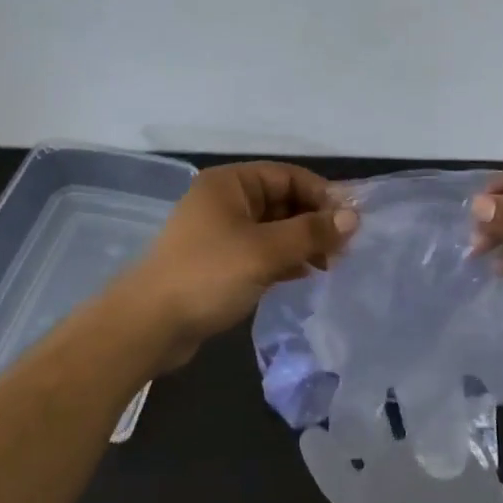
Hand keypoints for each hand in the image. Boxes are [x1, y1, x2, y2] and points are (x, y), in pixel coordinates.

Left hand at [120, 161, 357, 363]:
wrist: (149, 326)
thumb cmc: (208, 275)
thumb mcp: (265, 251)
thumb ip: (310, 232)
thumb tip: (353, 217)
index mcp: (230, 183)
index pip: (287, 176)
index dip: (322, 195)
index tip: (352, 220)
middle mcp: (224, 201)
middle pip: (281, 201)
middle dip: (314, 221)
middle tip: (345, 248)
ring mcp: (219, 233)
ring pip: (272, 229)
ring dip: (301, 242)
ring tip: (330, 265)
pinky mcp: (218, 263)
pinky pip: (260, 252)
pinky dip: (284, 260)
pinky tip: (305, 275)